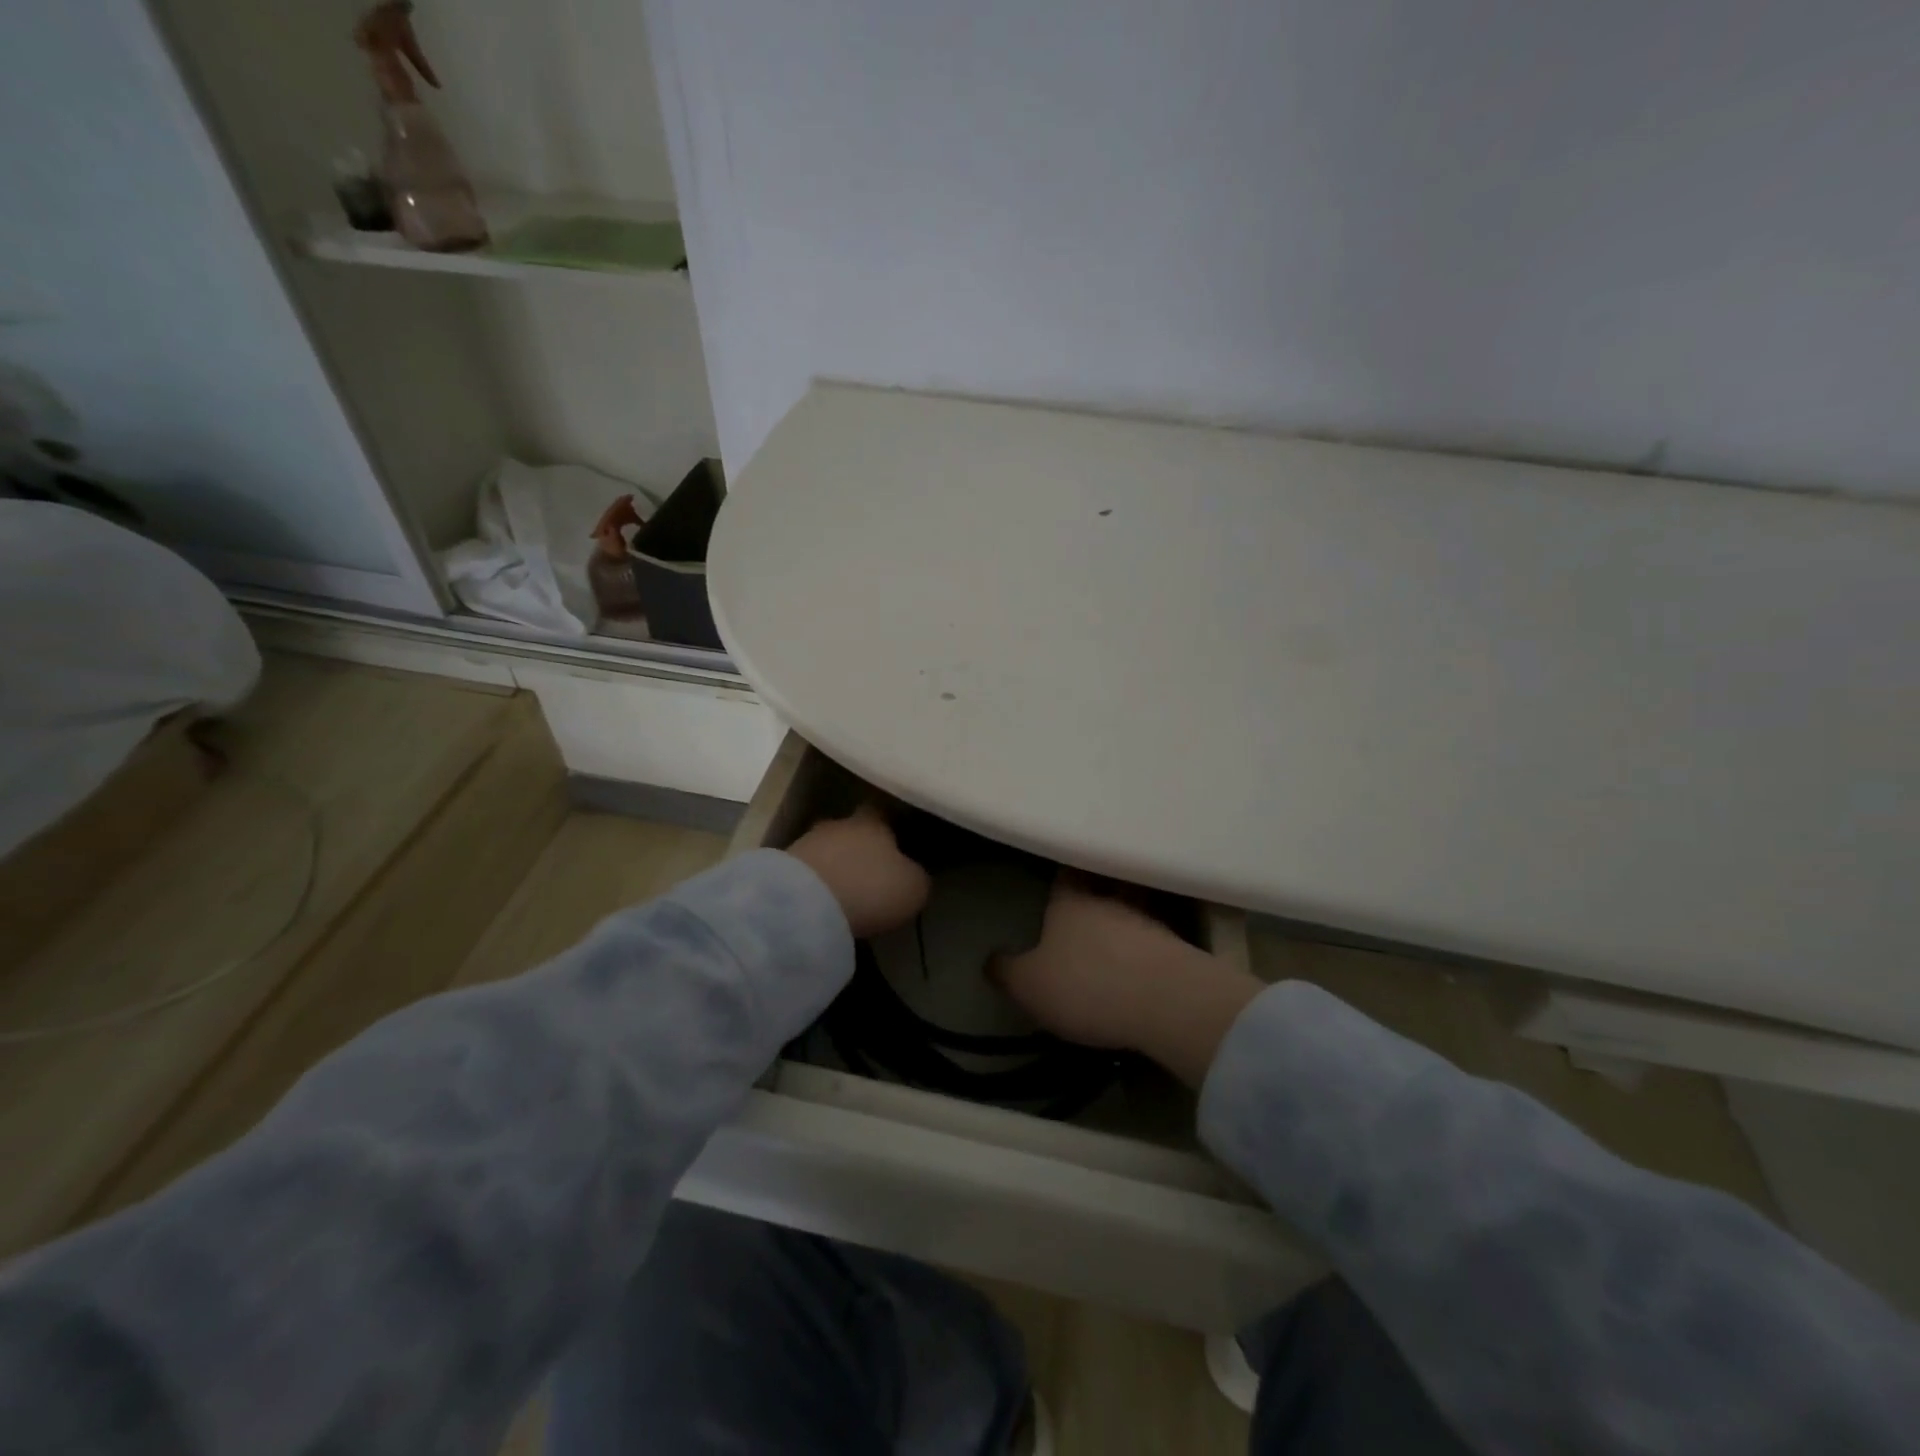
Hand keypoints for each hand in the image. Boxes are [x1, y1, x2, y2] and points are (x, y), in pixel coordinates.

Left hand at [785, 804, 930, 939]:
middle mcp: (838, 824)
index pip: (882, 812)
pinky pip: (805, 873)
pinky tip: (821, 904)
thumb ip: (916, 876)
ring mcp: (805, 843)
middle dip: (858, 849)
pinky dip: (814, 885)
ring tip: (844, 893)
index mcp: (872, 822)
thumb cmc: (870, 889)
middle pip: (850, 831)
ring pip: (826, 851)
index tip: (897, 843)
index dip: (889, 826)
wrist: (805, 906)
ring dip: (834, 867)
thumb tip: (912, 874)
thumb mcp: (912, 888)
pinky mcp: (780, 868)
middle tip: (869, 873)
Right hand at [993, 876, 1260, 1086]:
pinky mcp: (1178, 948)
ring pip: (1134, 907)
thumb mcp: (1029, 986)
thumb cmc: (1086, 984)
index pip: (1065, 874)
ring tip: (1115, 933)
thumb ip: (1007, 971)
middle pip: (1105, 883)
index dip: (1062, 873)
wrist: (1165, 1002)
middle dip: (1098, 889)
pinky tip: (1140, 961)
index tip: (1058, 872)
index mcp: (1071, 901)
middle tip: (1088, 898)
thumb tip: (989, 959)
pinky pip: (1155, 938)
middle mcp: (1111, 900)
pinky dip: (1146, 945)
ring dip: (1125, 917)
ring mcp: (1149, 921)